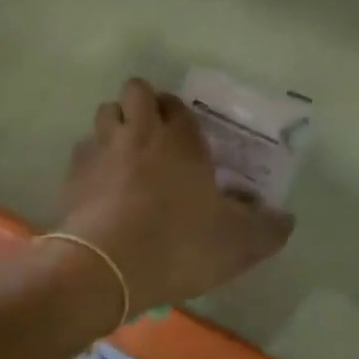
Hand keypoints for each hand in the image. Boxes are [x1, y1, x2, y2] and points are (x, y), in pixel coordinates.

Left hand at [55, 78, 293, 320]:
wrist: (106, 268)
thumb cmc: (178, 245)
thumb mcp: (238, 243)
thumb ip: (268, 228)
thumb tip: (285, 218)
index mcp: (180, 139)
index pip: (177, 103)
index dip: (179, 114)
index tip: (186, 136)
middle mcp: (139, 132)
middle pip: (135, 90)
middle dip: (143, 104)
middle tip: (154, 137)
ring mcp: (101, 149)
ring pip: (105, 113)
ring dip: (115, 126)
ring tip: (126, 156)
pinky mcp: (73, 174)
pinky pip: (83, 151)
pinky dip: (92, 160)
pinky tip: (101, 187)